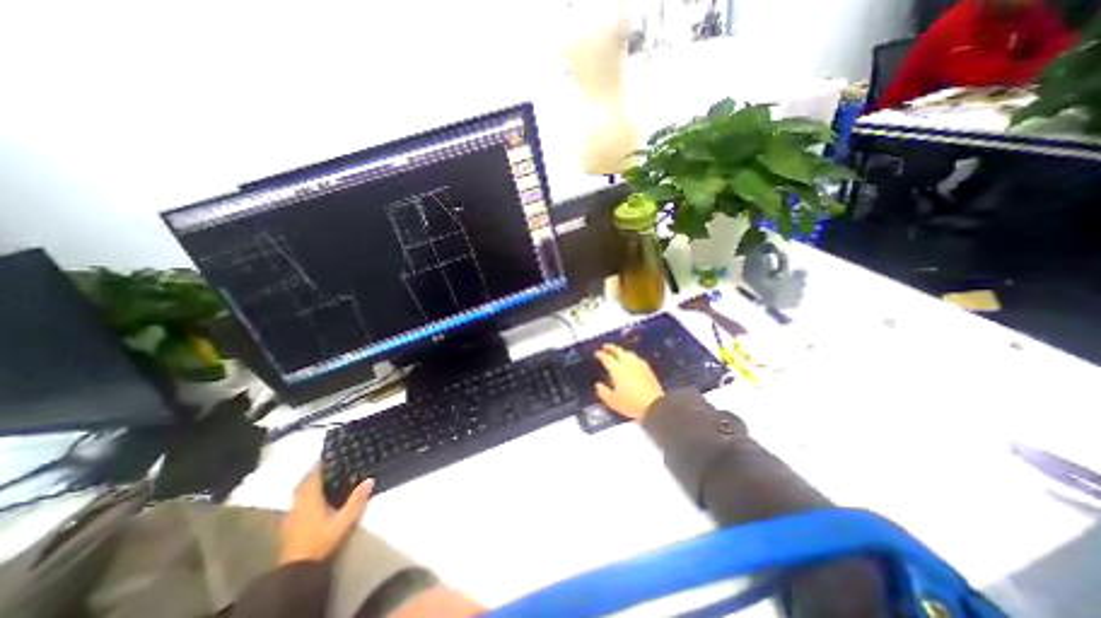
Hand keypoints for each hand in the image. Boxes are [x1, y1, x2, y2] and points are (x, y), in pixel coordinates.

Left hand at [281, 467, 373, 565]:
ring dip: (309, 484)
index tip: (331, 453)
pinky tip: (315, 500)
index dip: (321, 463)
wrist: (296, 571)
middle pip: (304, 483)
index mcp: (310, 498)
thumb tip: (370, 479)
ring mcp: (291, 516)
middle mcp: (298, 504)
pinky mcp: (289, 526)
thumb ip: (357, 500)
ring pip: (299, 493)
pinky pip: (298, 502)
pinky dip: (306, 496)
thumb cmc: (321, 541)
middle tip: (329, 464)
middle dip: (315, 472)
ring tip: (324, 479)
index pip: (313, 475)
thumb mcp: (344, 520)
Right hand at [595, 342, 661, 419]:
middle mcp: (628, 364)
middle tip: (605, 347)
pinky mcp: (648, 369)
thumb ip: (603, 392)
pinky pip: (637, 358)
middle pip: (618, 351)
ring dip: (622, 351)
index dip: (601, 354)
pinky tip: (632, 361)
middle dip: (611, 347)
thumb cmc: (631, 404)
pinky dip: (631, 357)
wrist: (655, 406)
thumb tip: (598, 385)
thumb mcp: (612, 401)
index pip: (607, 358)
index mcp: (617, 370)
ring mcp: (639, 365)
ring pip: (629, 353)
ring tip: (618, 353)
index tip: (597, 353)